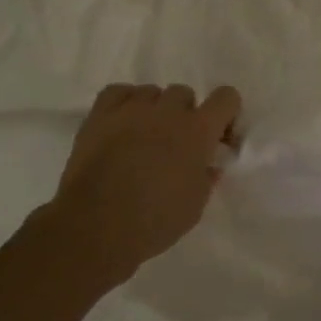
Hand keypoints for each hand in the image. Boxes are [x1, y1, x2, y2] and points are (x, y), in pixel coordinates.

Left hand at [46, 83, 242, 276]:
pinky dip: (124, 103)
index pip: (226, 97)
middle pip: (184, 93)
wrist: (94, 227)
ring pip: (152, 92)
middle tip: (175, 145)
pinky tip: (122, 124)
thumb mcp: (195, 206)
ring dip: (154, 111)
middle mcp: (168, 111)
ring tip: (143, 137)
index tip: (218, 139)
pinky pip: (119, 92)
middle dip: (184, 115)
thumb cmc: (154, 221)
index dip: (225, 114)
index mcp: (198, 130)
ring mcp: (132, 109)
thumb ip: (206, 177)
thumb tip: (207, 164)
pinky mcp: (100, 116)